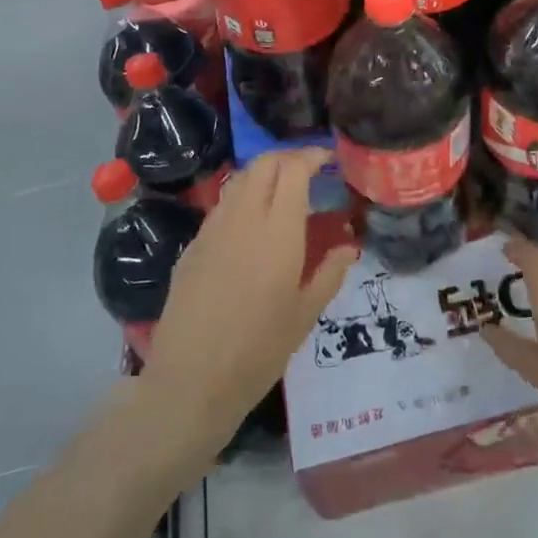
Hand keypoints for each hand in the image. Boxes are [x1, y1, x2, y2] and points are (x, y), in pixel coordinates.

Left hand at [137, 150, 356, 464]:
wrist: (191, 382)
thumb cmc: (259, 351)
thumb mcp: (306, 314)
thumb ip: (330, 273)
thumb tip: (347, 246)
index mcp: (277, 231)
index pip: (293, 169)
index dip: (312, 156)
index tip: (329, 159)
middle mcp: (242, 219)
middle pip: (263, 164)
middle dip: (288, 157)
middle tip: (309, 171)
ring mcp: (212, 230)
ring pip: (239, 180)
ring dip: (263, 174)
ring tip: (283, 192)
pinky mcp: (192, 247)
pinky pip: (221, 206)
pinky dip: (242, 198)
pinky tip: (252, 225)